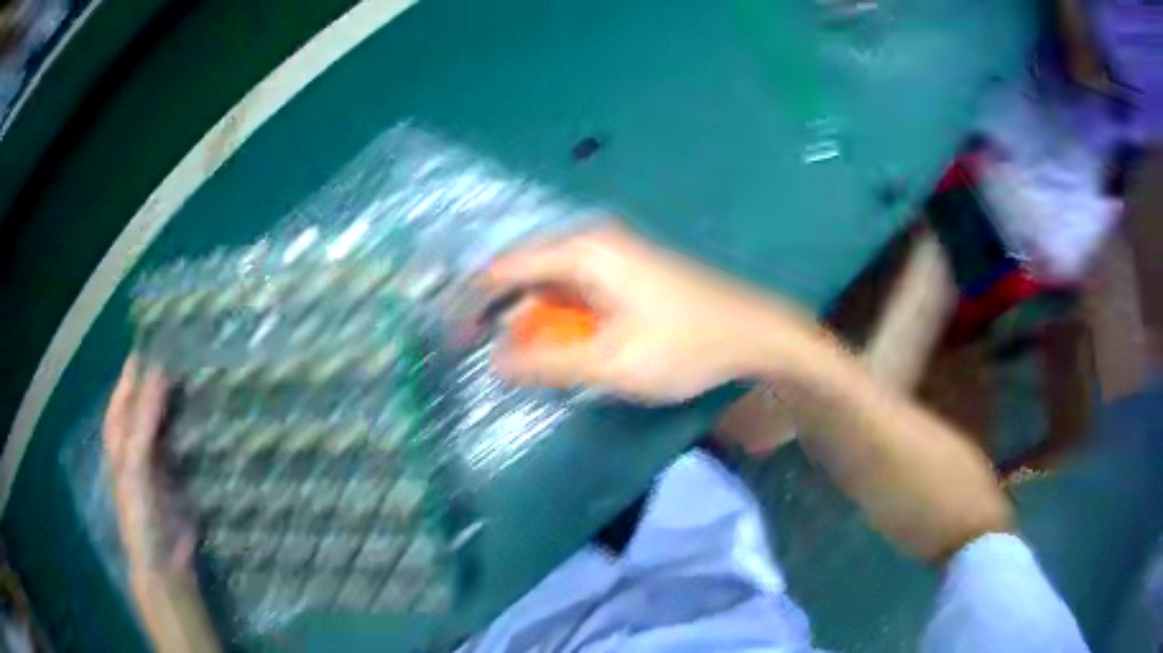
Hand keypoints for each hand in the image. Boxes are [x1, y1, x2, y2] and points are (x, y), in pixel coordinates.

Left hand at [103, 355, 194, 575]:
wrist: (164, 560)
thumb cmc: (139, 510)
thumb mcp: (135, 463)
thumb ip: (144, 419)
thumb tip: (159, 370)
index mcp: (119, 441)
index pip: (123, 398)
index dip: (133, 373)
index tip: (153, 343)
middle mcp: (136, 446)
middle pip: (143, 407)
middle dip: (157, 384)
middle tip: (181, 356)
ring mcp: (158, 462)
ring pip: (164, 424)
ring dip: (176, 404)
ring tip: (195, 379)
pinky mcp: (179, 477)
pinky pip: (183, 444)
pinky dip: (191, 429)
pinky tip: (205, 417)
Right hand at [485, 224, 831, 403]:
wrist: (754, 332)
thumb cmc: (686, 345)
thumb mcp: (612, 363)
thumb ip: (549, 363)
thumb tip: (496, 362)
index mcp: (583, 251)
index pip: (505, 268)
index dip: (473, 303)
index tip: (454, 339)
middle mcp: (592, 242)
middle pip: (525, 273)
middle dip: (500, 313)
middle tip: (480, 353)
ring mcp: (613, 255)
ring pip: (551, 283)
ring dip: (531, 318)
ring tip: (515, 357)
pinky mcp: (627, 272)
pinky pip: (576, 291)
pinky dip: (559, 317)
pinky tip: (558, 345)